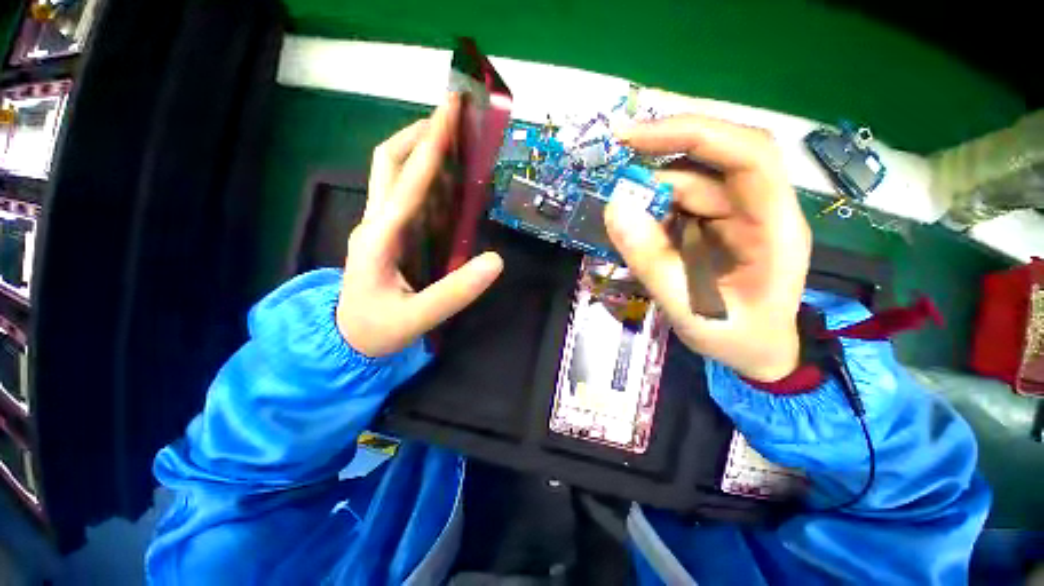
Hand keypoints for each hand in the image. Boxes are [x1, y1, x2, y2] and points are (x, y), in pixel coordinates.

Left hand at [337, 96, 503, 357]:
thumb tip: (496, 260)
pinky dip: (424, 178)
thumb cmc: (377, 330)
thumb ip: (455, 292)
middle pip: (389, 162)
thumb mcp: (417, 318)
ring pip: (393, 174)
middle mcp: (375, 222)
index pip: (408, 182)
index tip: (450, 111)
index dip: (431, 145)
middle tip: (450, 116)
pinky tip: (446, 179)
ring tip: (452, 138)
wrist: (345, 340)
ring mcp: (379, 226)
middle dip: (419, 133)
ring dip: (420, 149)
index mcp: (379, 238)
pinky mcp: (388, 234)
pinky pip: (405, 196)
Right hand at [606, 116, 811, 381]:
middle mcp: (759, 208)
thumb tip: (614, 206)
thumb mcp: (688, 307)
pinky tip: (635, 225)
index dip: (693, 133)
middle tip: (615, 150)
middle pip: (716, 157)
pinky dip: (653, 208)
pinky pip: (681, 203)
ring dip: (652, 189)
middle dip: (664, 148)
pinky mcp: (716, 224)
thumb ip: (651, 260)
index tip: (636, 136)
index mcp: (774, 226)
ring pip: (692, 181)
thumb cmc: (736, 337)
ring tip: (621, 209)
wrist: (756, 353)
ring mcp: (737, 214)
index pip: (747, 155)